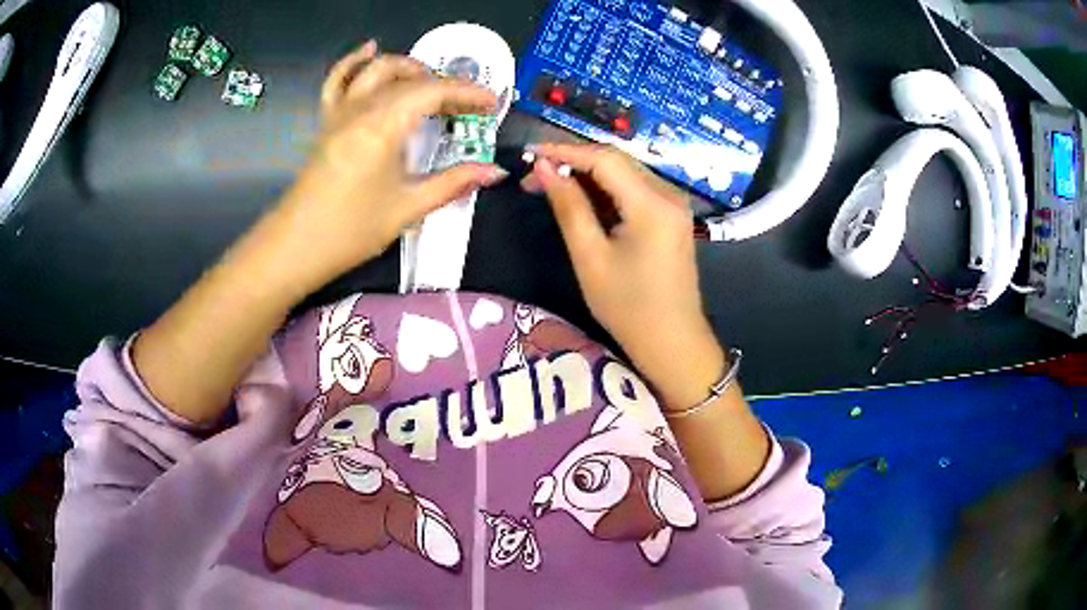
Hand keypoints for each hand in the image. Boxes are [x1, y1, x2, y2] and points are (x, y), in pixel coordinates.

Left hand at [262, 41, 507, 293]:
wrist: (296, 246)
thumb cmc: (351, 230)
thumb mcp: (407, 207)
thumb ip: (453, 183)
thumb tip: (494, 172)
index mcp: (384, 126)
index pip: (433, 91)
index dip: (467, 93)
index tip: (491, 104)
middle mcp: (361, 109)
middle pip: (410, 80)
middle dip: (445, 86)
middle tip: (467, 107)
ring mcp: (340, 112)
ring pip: (376, 70)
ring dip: (409, 68)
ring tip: (432, 80)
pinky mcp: (326, 122)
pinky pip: (338, 81)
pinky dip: (354, 62)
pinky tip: (370, 50)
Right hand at [523, 143, 726, 410]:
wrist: (673, 342)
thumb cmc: (628, 308)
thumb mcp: (590, 257)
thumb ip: (568, 207)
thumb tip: (542, 168)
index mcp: (652, 203)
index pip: (604, 159)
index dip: (564, 151)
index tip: (528, 153)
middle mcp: (668, 194)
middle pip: (616, 161)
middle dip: (573, 162)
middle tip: (533, 176)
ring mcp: (673, 204)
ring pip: (624, 173)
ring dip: (587, 175)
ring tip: (549, 186)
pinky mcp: (671, 216)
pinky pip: (634, 189)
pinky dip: (605, 189)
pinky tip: (580, 199)